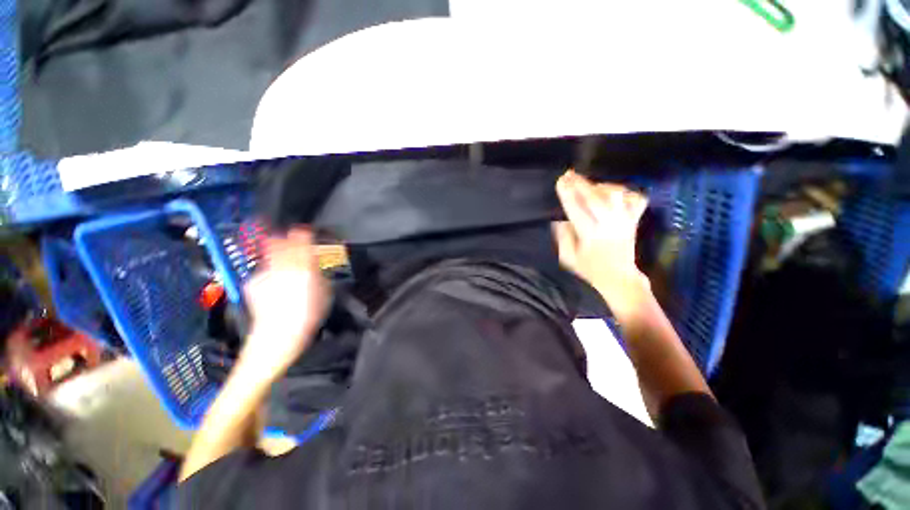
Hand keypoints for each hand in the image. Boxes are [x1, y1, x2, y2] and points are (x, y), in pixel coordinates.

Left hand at [238, 227, 328, 377]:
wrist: (277, 338)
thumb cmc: (308, 316)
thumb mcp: (324, 293)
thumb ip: (319, 273)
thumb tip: (314, 262)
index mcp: (302, 268)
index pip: (300, 242)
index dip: (302, 234)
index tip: (305, 230)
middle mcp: (281, 266)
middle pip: (279, 243)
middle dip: (283, 238)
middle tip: (287, 236)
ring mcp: (264, 274)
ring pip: (269, 255)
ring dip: (275, 252)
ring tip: (280, 258)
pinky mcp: (253, 283)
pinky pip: (263, 270)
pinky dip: (268, 270)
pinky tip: (273, 280)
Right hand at [554, 170, 649, 310]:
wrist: (619, 278)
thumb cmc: (590, 269)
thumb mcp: (568, 257)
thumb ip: (563, 237)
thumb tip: (561, 219)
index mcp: (590, 234)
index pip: (576, 209)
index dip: (568, 193)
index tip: (561, 181)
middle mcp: (608, 224)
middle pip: (595, 198)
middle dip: (580, 184)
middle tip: (569, 174)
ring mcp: (624, 221)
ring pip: (616, 195)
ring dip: (601, 186)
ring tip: (590, 185)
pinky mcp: (634, 220)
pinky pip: (636, 199)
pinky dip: (626, 192)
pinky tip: (615, 193)